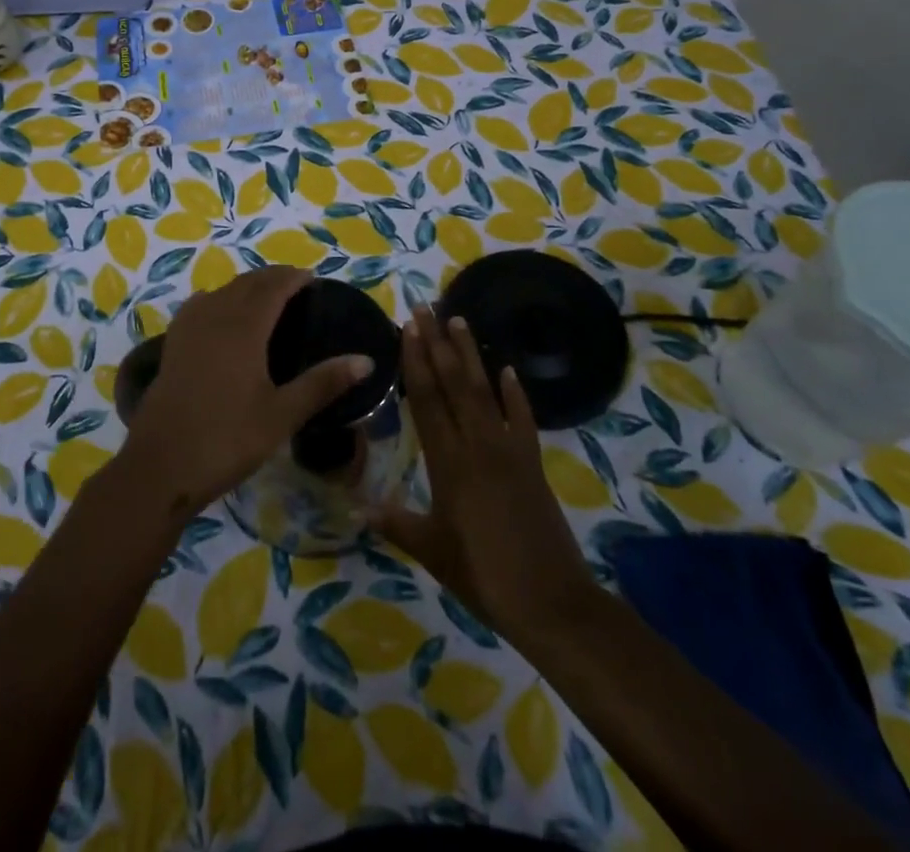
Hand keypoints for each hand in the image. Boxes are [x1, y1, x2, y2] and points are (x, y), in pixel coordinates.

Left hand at [118, 266, 373, 518]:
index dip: (293, 277)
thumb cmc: (228, 439)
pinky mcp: (172, 344)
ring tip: (264, 297)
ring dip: (245, 286)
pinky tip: (220, 315)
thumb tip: (366, 361)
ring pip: (221, 291)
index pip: (272, 287)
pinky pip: (199, 306)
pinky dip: (217, 299)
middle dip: (272, 278)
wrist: (162, 464)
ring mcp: (189, 328)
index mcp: (244, 327)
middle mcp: (215, 316)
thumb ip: (323, 383)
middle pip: (246, 283)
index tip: (313, 278)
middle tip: (295, 285)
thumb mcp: (282, 414)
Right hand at [371, 307, 595, 648]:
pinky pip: (522, 419)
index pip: (427, 401)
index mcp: (448, 464)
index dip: (416, 362)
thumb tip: (359, 506)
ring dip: (470, 354)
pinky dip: (515, 393)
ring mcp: (508, 450)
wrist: (551, 602)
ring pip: (484, 391)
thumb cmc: (484, 577)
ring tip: (459, 320)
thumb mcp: (432, 552)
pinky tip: (508, 370)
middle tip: (426, 308)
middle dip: (438, 343)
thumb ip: (397, 523)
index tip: (409, 328)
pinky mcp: (532, 463)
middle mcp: (477, 445)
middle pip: (454, 383)